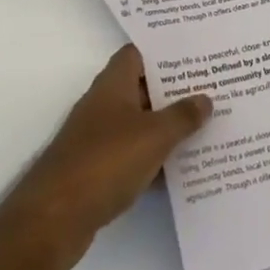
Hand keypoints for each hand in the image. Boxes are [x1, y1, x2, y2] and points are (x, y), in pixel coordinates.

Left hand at [0, 45, 211, 269]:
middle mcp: (104, 104)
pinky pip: (134, 155)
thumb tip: (205, 98)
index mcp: (113, 84)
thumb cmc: (106, 161)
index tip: (196, 55)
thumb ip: (182, 116)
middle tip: (213, 91)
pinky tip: (183, 169)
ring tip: (207, 128)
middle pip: (143, 89)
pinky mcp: (98, 170)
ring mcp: (99, 138)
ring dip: (167, 128)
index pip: (138, 54)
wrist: (56, 217)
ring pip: (140, 124)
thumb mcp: (154, 136)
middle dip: (174, 91)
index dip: (164, 52)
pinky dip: (155, 160)